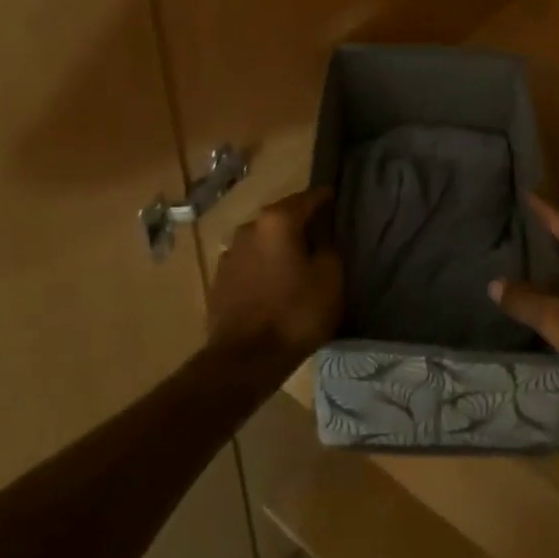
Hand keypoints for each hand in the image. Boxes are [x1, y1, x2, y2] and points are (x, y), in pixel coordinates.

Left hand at [207, 188, 342, 369]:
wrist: (244, 359)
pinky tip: (275, 283)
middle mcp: (249, 227)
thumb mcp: (329, 279)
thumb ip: (329, 248)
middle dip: (301, 223)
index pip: (309, 198)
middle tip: (322, 236)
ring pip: (264, 240)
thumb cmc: (294, 313)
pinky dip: (264, 266)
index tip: (338, 201)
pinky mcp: (220, 278)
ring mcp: (230, 252)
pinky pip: (250, 262)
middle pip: (283, 217)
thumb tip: (321, 237)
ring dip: (280, 246)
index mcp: (277, 220)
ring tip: (297, 263)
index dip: (326, 199)